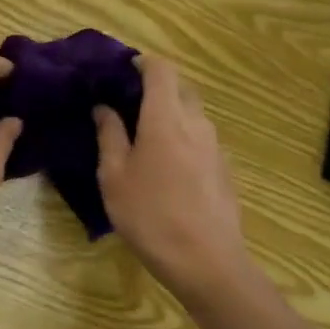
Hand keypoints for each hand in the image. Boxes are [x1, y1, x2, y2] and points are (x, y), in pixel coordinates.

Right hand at [95, 56, 248, 305]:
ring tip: (145, 135)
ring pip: (194, 113)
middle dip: (157, 86)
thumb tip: (104, 108)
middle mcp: (196, 124)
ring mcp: (216, 147)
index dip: (143, 63)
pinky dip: (184, 136)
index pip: (162, 70)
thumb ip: (109, 135)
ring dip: (171, 112)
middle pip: (181, 88)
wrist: (209, 265)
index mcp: (166, 118)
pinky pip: (201, 138)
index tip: (123, 70)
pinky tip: (167, 165)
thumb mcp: (114, 177)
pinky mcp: (225, 170)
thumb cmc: (151, 216)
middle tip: (129, 103)